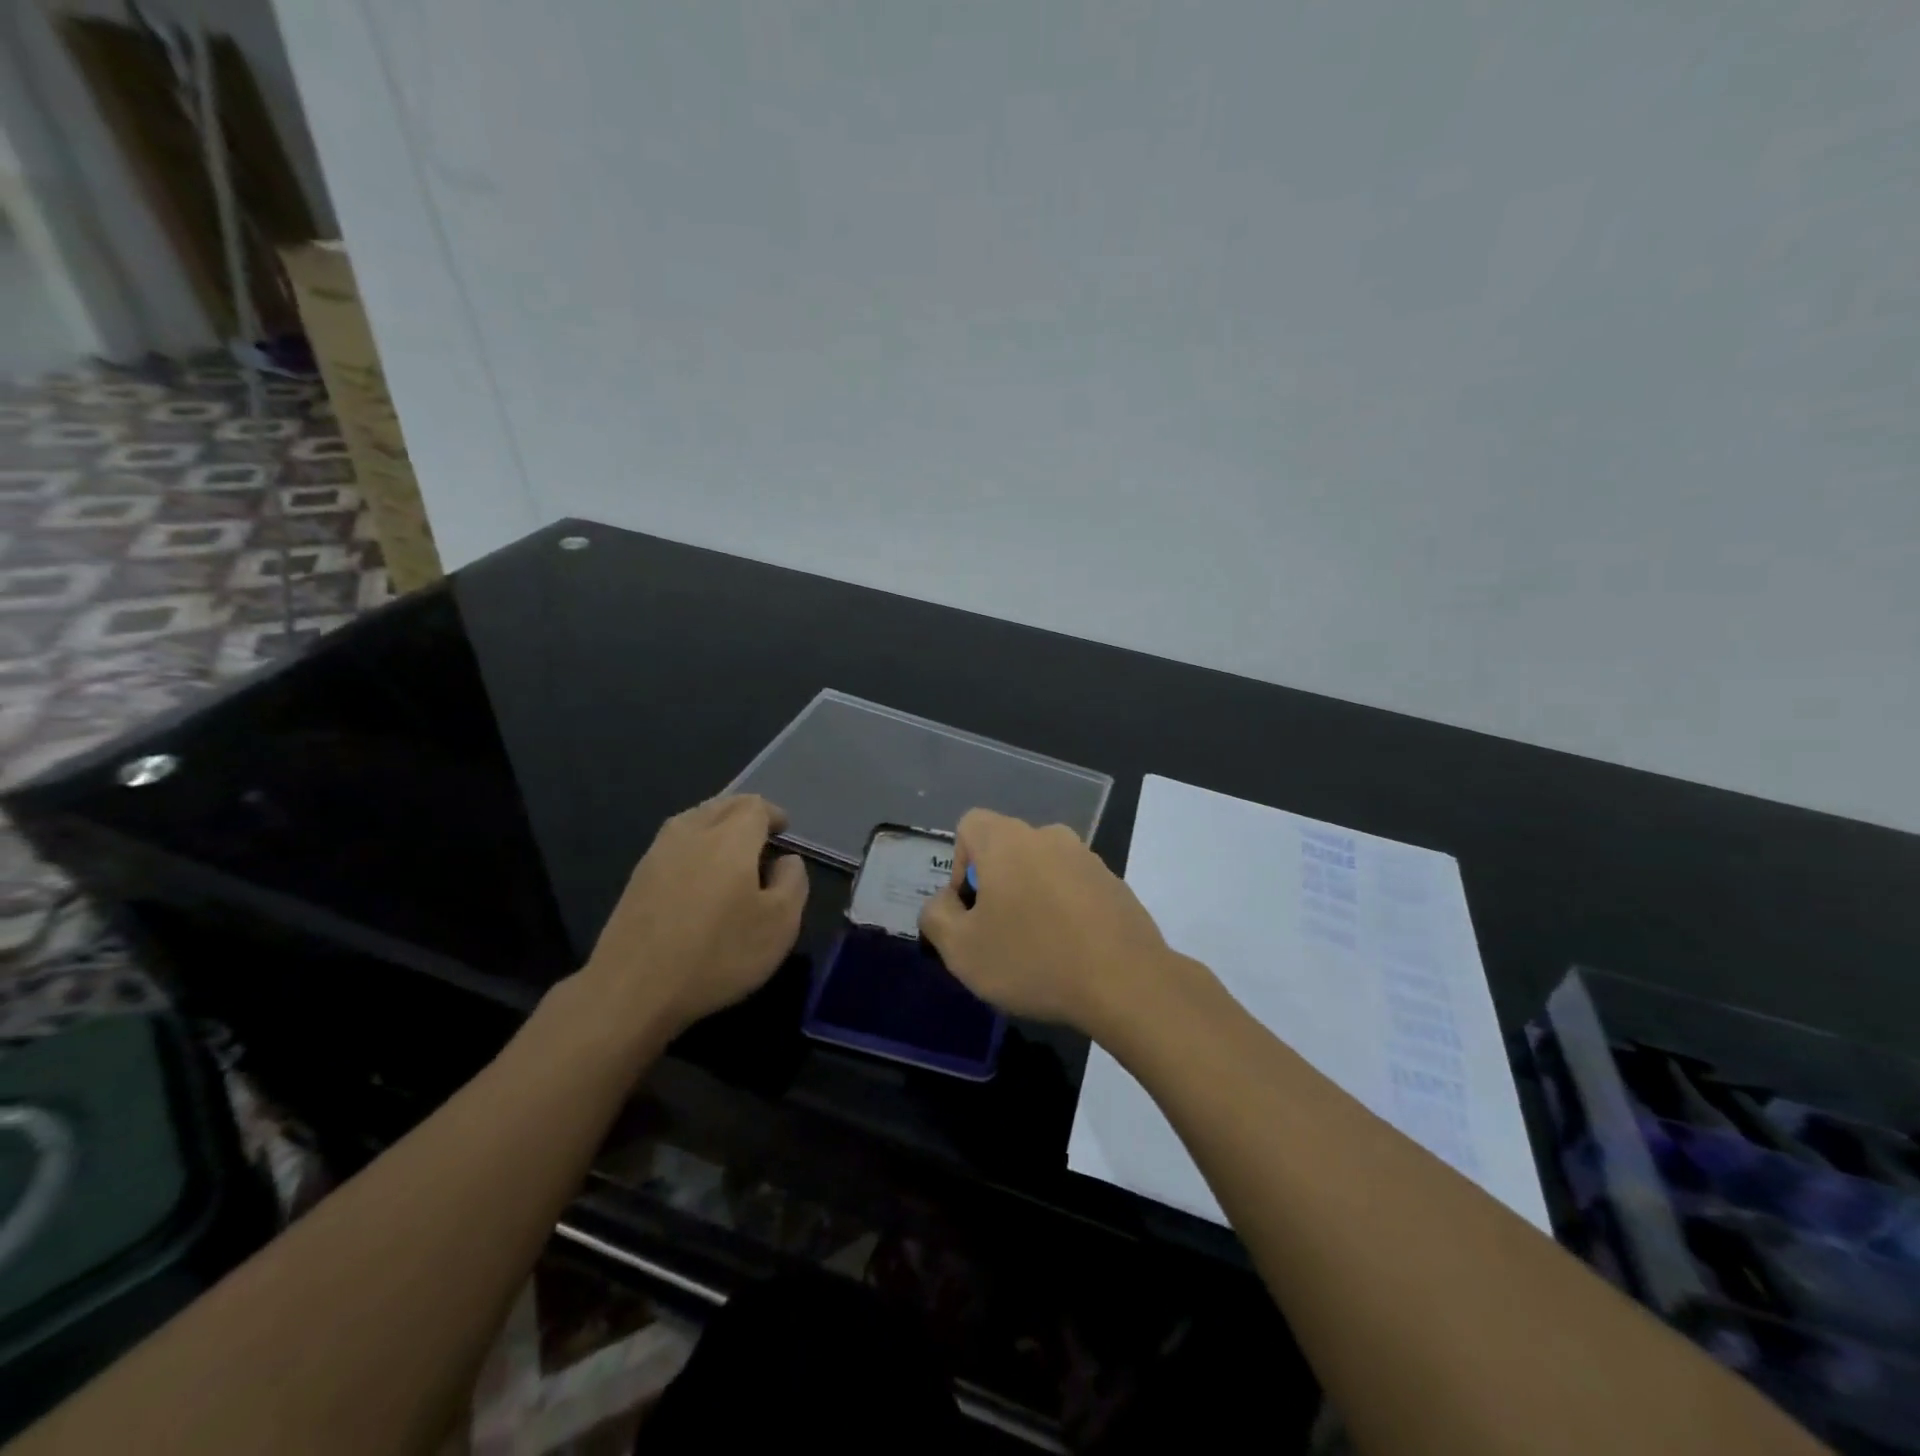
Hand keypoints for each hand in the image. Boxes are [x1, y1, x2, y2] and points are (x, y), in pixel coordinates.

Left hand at [579, 795, 807, 1036]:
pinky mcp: (637, 877)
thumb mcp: (780, 924)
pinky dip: (694, 844)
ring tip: (731, 849)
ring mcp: (658, 852)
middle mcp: (693, 832)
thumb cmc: (718, 954)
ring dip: (717, 824)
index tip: (784, 831)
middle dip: (745, 813)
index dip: (773, 814)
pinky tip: (698, 872)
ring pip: (694, 819)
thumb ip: (793, 882)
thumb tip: (785, 860)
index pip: (755, 806)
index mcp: (731, 837)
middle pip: (722, 805)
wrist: (632, 989)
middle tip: (761, 834)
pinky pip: (674, 843)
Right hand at [918, 809, 1173, 1033]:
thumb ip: (936, 917)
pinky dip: (1064, 910)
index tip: (970, 909)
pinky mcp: (1115, 884)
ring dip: (1030, 899)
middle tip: (997, 936)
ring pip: (1041, 870)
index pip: (970, 825)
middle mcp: (1049, 836)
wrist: (1126, 982)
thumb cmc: (1033, 959)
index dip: (958, 865)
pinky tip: (1070, 952)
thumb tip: (944, 903)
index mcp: (1008, 840)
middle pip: (1006, 849)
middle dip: (995, 886)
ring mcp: (1088, 858)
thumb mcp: (961, 949)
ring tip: (1036, 949)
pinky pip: (1074, 888)